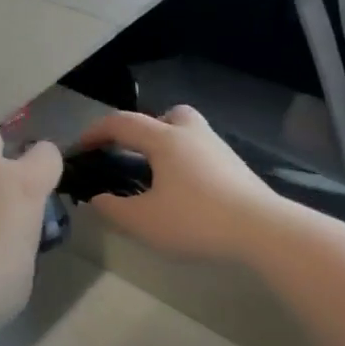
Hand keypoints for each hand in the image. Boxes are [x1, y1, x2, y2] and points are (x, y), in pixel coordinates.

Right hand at [73, 107, 276, 262]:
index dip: (95, 132)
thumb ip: (113, 209)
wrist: (264, 231)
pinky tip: (185, 193)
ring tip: (158, 177)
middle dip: (143, 128)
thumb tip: (97, 198)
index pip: (121, 123)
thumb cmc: (197, 220)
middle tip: (131, 155)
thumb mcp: (144, 221)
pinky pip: (203, 154)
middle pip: (165, 114)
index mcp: (164, 139)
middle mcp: (191, 134)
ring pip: (189, 132)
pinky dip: (187, 163)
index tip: (79, 149)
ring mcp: (219, 149)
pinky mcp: (237, 169)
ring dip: (168, 145)